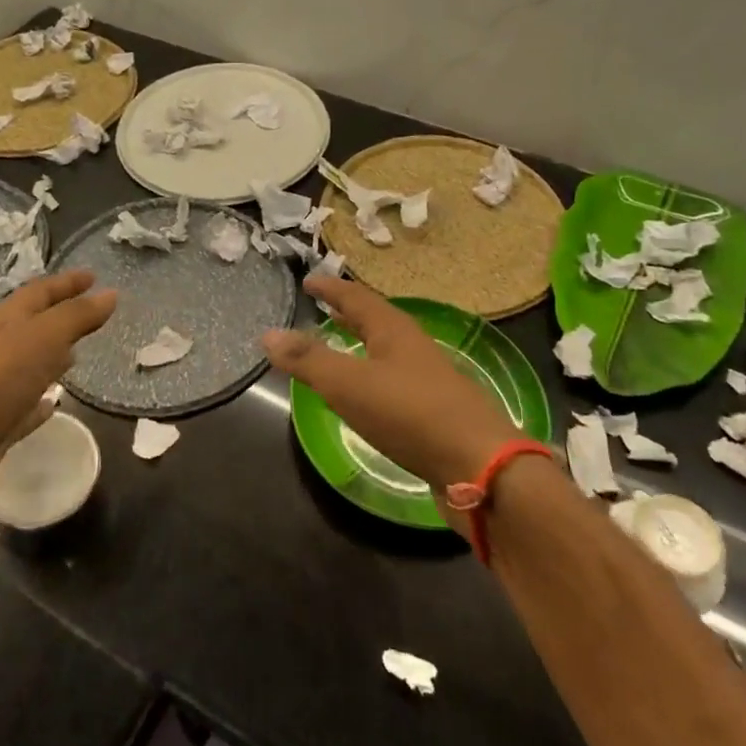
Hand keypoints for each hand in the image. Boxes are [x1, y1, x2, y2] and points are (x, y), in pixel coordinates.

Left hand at [0, 270, 116, 532]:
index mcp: (0, 325)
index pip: (37, 293)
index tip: (94, 276)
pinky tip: (53, 405)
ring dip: (49, 358)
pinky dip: (39, 402)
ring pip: (25, 367)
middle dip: (58, 317)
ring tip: (77, 356)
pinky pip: (21, 408)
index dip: (66, 283)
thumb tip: (110, 293)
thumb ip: (75, 317)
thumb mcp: (39, 341)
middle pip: (30, 327)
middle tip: (90, 315)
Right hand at [262, 277, 519, 497]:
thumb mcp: (348, 384)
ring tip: (340, 346)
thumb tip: (267, 333)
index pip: (356, 297)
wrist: (478, 465)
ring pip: (386, 350)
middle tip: (323, 307)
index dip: (331, 288)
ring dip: (361, 343)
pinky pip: (394, 380)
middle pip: (376, 320)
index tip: (310, 280)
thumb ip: (308, 359)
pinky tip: (366, 395)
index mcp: (393, 330)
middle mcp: (412, 347)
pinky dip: (372, 374)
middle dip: (348, 312)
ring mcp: (427, 378)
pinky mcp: (434, 410)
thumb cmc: (409, 414)